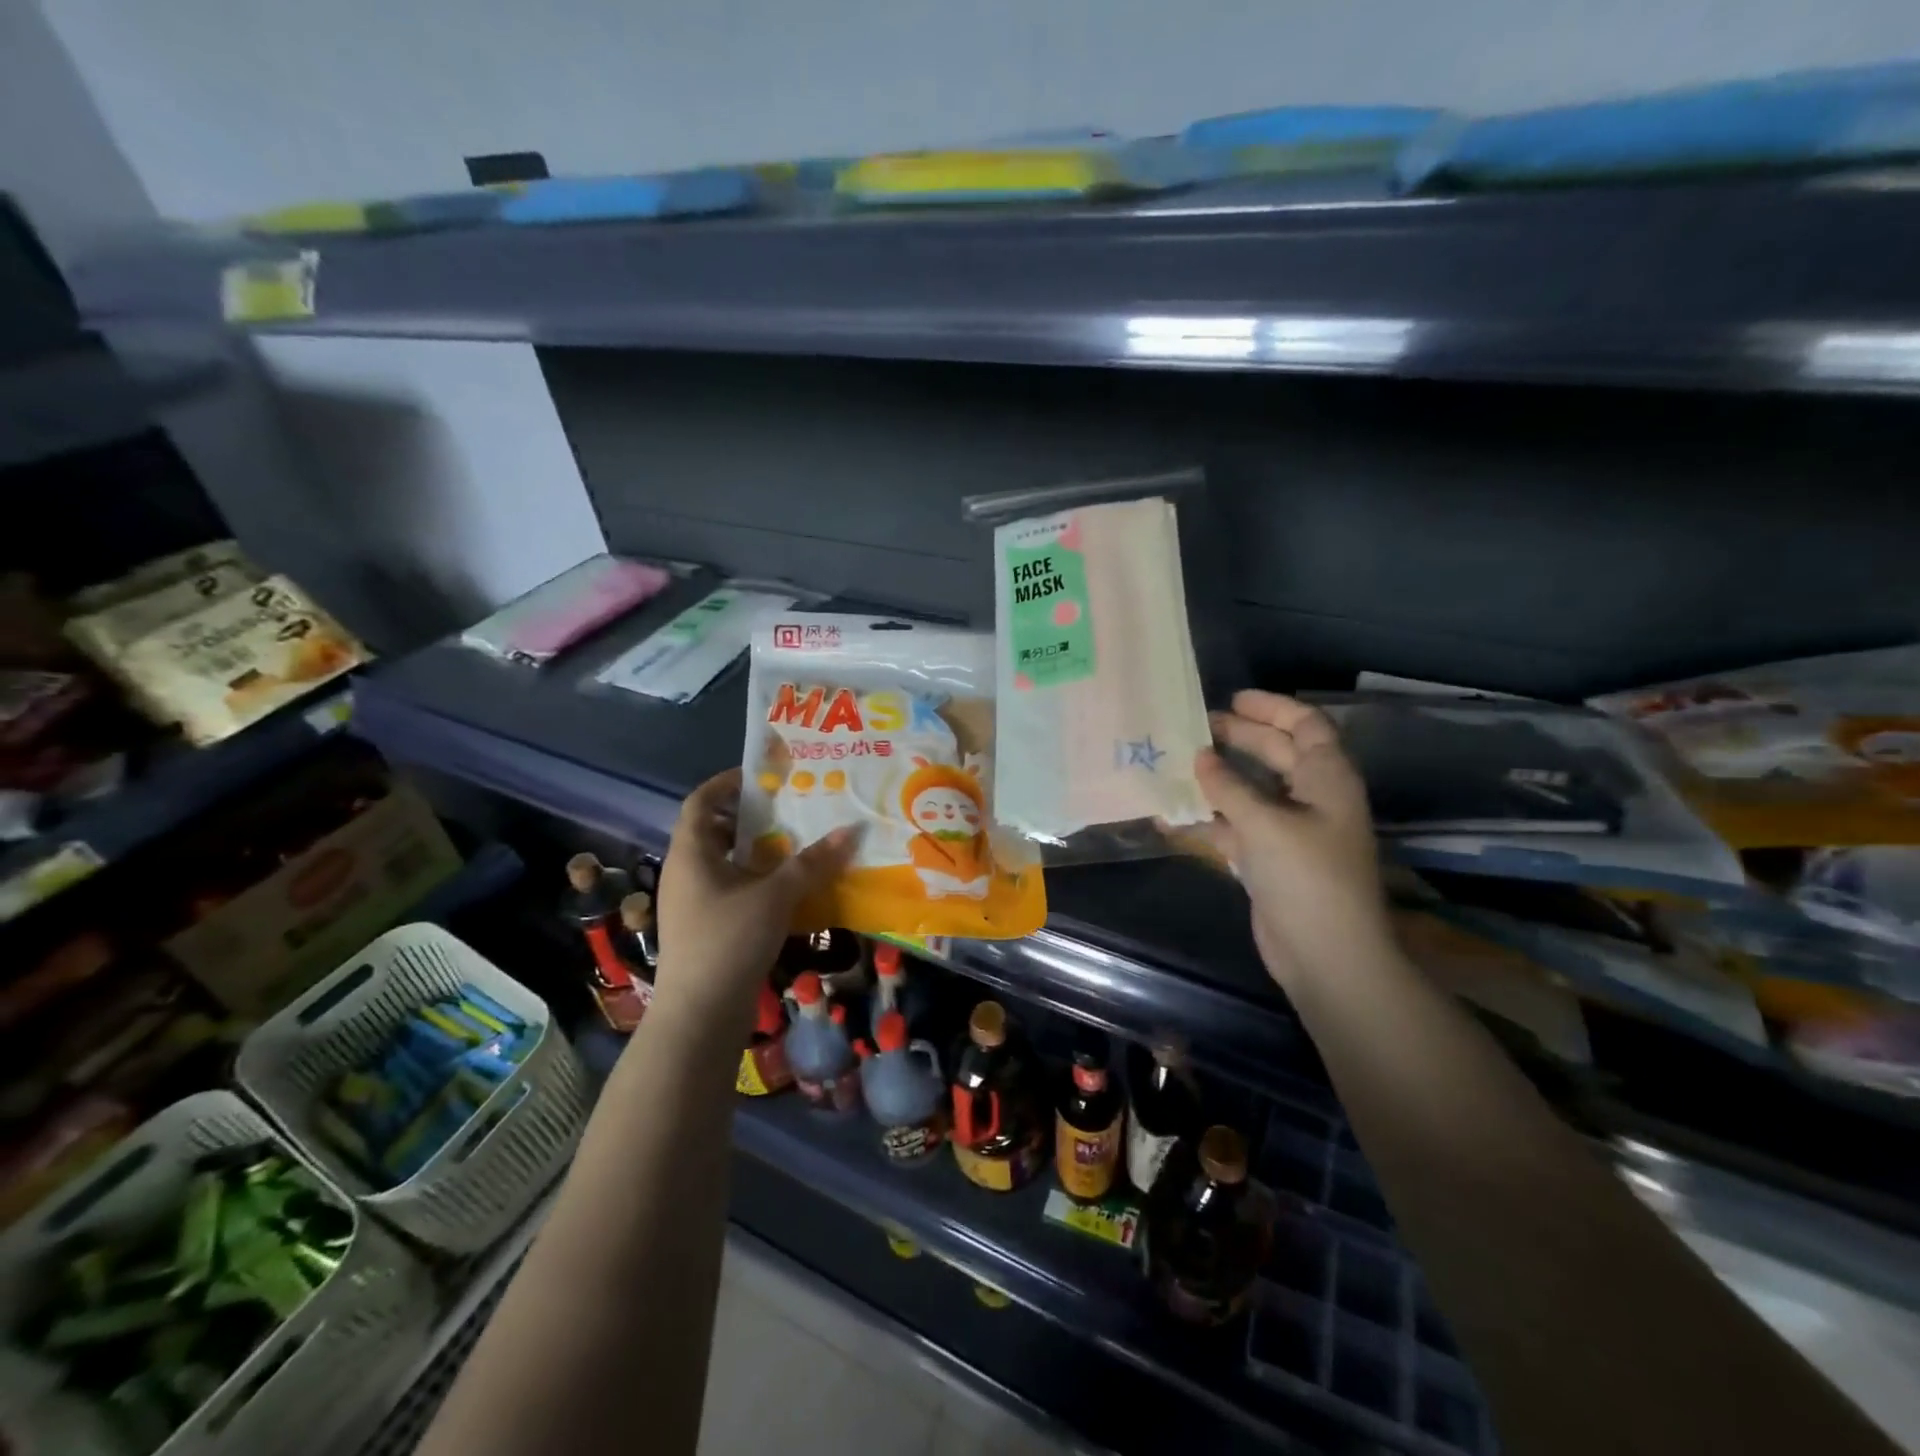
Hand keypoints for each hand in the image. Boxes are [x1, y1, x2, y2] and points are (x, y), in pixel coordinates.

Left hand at [653, 768, 858, 1025]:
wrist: (699, 1016)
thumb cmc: (729, 941)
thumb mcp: (775, 896)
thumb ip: (812, 863)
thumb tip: (850, 831)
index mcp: (691, 854)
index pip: (700, 802)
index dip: (726, 783)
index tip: (762, 775)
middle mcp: (686, 873)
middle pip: (714, 831)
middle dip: (750, 817)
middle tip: (789, 808)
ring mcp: (693, 903)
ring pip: (725, 863)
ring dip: (757, 851)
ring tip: (796, 844)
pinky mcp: (705, 929)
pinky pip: (731, 890)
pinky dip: (756, 881)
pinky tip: (788, 889)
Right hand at [1194, 691, 1394, 992]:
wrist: (1325, 955)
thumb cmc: (1306, 877)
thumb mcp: (1265, 824)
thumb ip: (1229, 787)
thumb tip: (1199, 756)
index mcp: (1327, 779)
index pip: (1306, 726)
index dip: (1272, 708)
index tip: (1231, 700)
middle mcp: (1311, 798)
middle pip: (1276, 754)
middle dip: (1239, 737)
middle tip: (1195, 727)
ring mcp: (1290, 831)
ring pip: (1251, 791)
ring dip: (1218, 778)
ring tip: (1176, 762)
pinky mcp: (1269, 860)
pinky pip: (1235, 827)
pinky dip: (1208, 819)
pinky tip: (1171, 814)